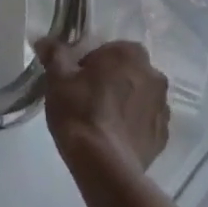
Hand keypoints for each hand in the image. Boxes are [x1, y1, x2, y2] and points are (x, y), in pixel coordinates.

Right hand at [36, 38, 169, 173]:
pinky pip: (145, 124)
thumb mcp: (57, 77)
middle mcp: (154, 75)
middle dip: (111, 81)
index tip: (76, 79)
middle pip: (127, 72)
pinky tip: (112, 139)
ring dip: (124, 103)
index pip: (109, 50)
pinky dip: (132, 127)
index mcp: (130, 53)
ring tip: (100, 122)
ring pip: (138, 97)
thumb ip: (54, 54)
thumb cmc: (80, 111)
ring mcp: (163, 107)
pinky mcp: (163, 137)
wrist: (104, 165)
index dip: (91, 63)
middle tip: (86, 99)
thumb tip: (44, 41)